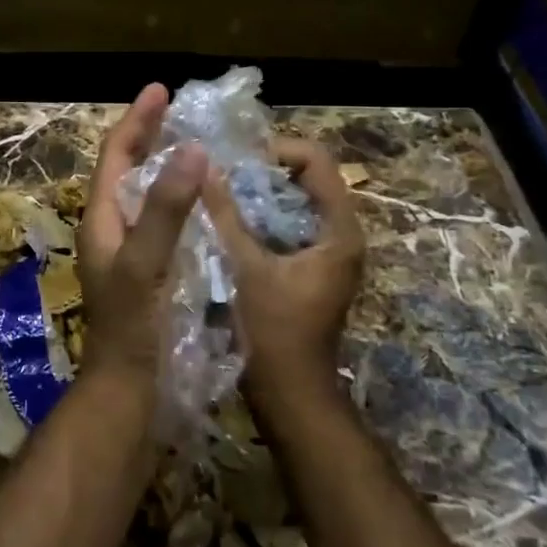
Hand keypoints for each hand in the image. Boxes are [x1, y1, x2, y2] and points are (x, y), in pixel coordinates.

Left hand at [77, 83, 206, 383]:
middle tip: (181, 111)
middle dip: (150, 135)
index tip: (161, 90)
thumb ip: (165, 208)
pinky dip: (180, 197)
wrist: (128, 392)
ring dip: (166, 164)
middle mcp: (112, 228)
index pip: (116, 154)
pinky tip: (205, 200)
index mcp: (102, 219)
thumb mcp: (146, 264)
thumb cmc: (132, 328)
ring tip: (196, 143)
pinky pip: (163, 217)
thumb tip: (192, 149)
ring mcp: (129, 250)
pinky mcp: (149, 269)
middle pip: (128, 168)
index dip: (137, 120)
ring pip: (146, 192)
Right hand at [202, 139, 363, 401]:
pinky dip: (262, 217)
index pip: (317, 160)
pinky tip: (228, 223)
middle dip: (264, 171)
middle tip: (222, 174)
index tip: (237, 160)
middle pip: (307, 178)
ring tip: (220, 194)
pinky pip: (289, 225)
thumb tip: (204, 167)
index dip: (277, 149)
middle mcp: (342, 235)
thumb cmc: (273, 333)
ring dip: (260, 194)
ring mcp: (328, 253)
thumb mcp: (245, 269)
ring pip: (295, 203)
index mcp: (339, 230)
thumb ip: (225, 215)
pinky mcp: (312, 268)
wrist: (291, 398)